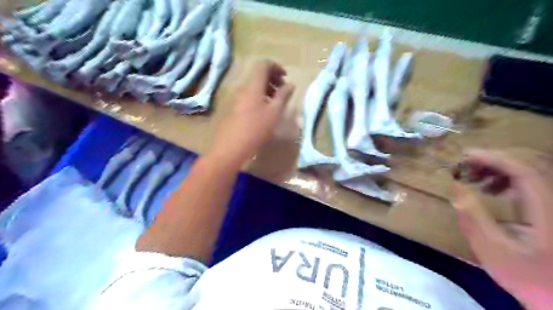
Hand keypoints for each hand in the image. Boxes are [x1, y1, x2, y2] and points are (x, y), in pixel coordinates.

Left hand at [207, 59, 292, 166]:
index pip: (263, 65)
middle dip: (272, 77)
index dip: (276, 66)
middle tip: (283, 89)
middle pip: (258, 74)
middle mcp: (243, 88)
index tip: (285, 77)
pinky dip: (259, 96)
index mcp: (253, 85)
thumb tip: (290, 84)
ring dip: (266, 88)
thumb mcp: (274, 112)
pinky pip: (248, 95)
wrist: (231, 147)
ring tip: (276, 101)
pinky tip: (265, 110)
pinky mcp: (234, 108)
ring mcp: (236, 98)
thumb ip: (283, 96)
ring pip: (253, 86)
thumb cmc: (256, 128)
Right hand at [451, 150, 552, 309]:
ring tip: (473, 178)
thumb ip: (473, 218)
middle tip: (464, 166)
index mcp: (547, 212)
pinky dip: (506, 179)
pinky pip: (530, 182)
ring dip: (498, 169)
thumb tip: (455, 187)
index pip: (524, 171)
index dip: (493, 159)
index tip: (464, 156)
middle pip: (530, 165)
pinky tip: (490, 189)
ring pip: (531, 171)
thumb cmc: (527, 278)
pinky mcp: (550, 209)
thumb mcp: (492, 250)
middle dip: (493, 160)